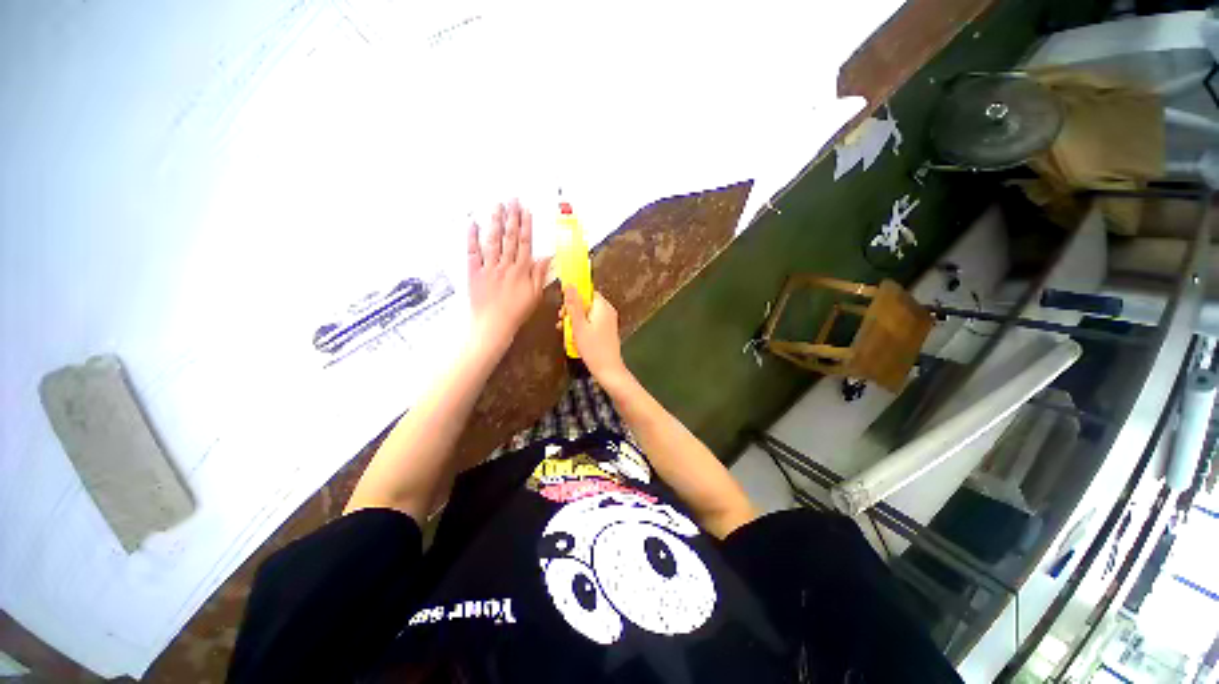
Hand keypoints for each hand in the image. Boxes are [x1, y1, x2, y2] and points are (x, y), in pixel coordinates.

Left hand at [467, 200, 549, 355]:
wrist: (493, 325)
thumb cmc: (515, 312)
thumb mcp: (535, 296)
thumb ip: (540, 275)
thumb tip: (546, 258)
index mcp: (521, 271)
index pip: (525, 243)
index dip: (526, 226)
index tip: (526, 211)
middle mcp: (505, 265)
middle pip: (509, 237)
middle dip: (511, 217)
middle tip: (512, 200)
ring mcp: (488, 268)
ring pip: (493, 240)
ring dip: (495, 222)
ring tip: (497, 206)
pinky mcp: (474, 273)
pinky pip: (472, 252)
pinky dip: (472, 238)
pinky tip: (473, 224)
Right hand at [562, 286, 630, 385]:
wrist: (608, 370)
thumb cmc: (593, 348)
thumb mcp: (578, 326)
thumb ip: (573, 305)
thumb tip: (569, 285)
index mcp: (603, 307)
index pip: (587, 292)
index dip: (574, 297)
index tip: (563, 307)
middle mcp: (608, 311)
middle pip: (587, 303)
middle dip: (573, 311)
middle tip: (562, 321)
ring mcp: (608, 322)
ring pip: (588, 314)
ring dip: (575, 321)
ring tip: (565, 332)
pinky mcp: (607, 331)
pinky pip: (592, 323)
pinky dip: (583, 328)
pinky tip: (574, 338)